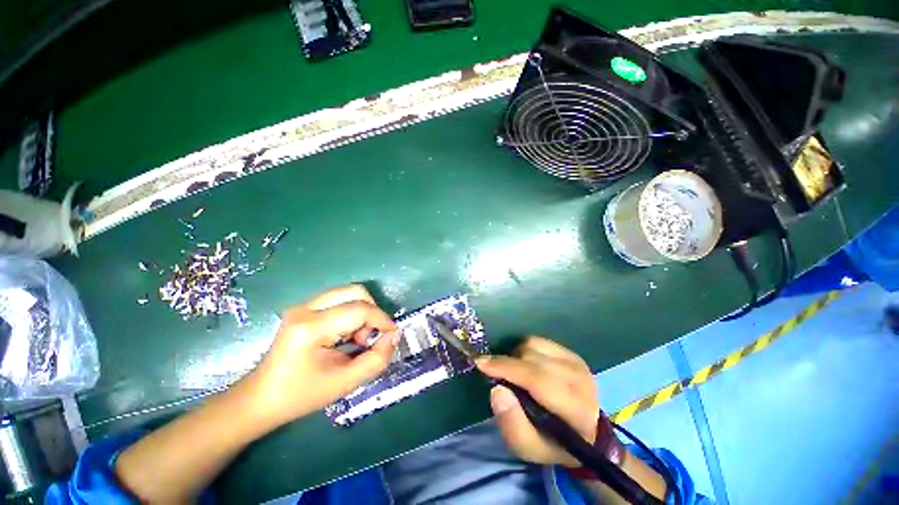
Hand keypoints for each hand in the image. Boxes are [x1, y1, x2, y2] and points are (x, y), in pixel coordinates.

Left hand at [245, 285, 399, 427]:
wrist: (261, 398)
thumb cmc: (302, 395)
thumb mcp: (345, 383)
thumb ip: (377, 359)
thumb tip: (394, 336)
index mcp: (312, 328)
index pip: (359, 310)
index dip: (382, 320)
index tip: (392, 335)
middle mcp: (306, 308)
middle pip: (355, 291)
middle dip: (372, 311)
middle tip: (370, 336)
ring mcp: (302, 305)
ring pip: (348, 292)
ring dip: (362, 311)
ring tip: (357, 338)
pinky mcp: (303, 308)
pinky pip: (339, 299)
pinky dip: (351, 312)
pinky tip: (345, 334)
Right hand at [475, 337, 598, 466]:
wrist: (586, 432)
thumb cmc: (554, 443)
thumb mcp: (530, 448)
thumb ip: (512, 425)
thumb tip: (497, 389)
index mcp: (575, 409)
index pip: (537, 379)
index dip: (506, 367)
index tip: (481, 363)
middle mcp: (580, 380)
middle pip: (532, 358)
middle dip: (507, 363)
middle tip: (495, 373)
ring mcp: (577, 362)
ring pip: (533, 345)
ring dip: (516, 356)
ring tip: (515, 373)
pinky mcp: (572, 353)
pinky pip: (538, 341)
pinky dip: (525, 350)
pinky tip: (526, 365)